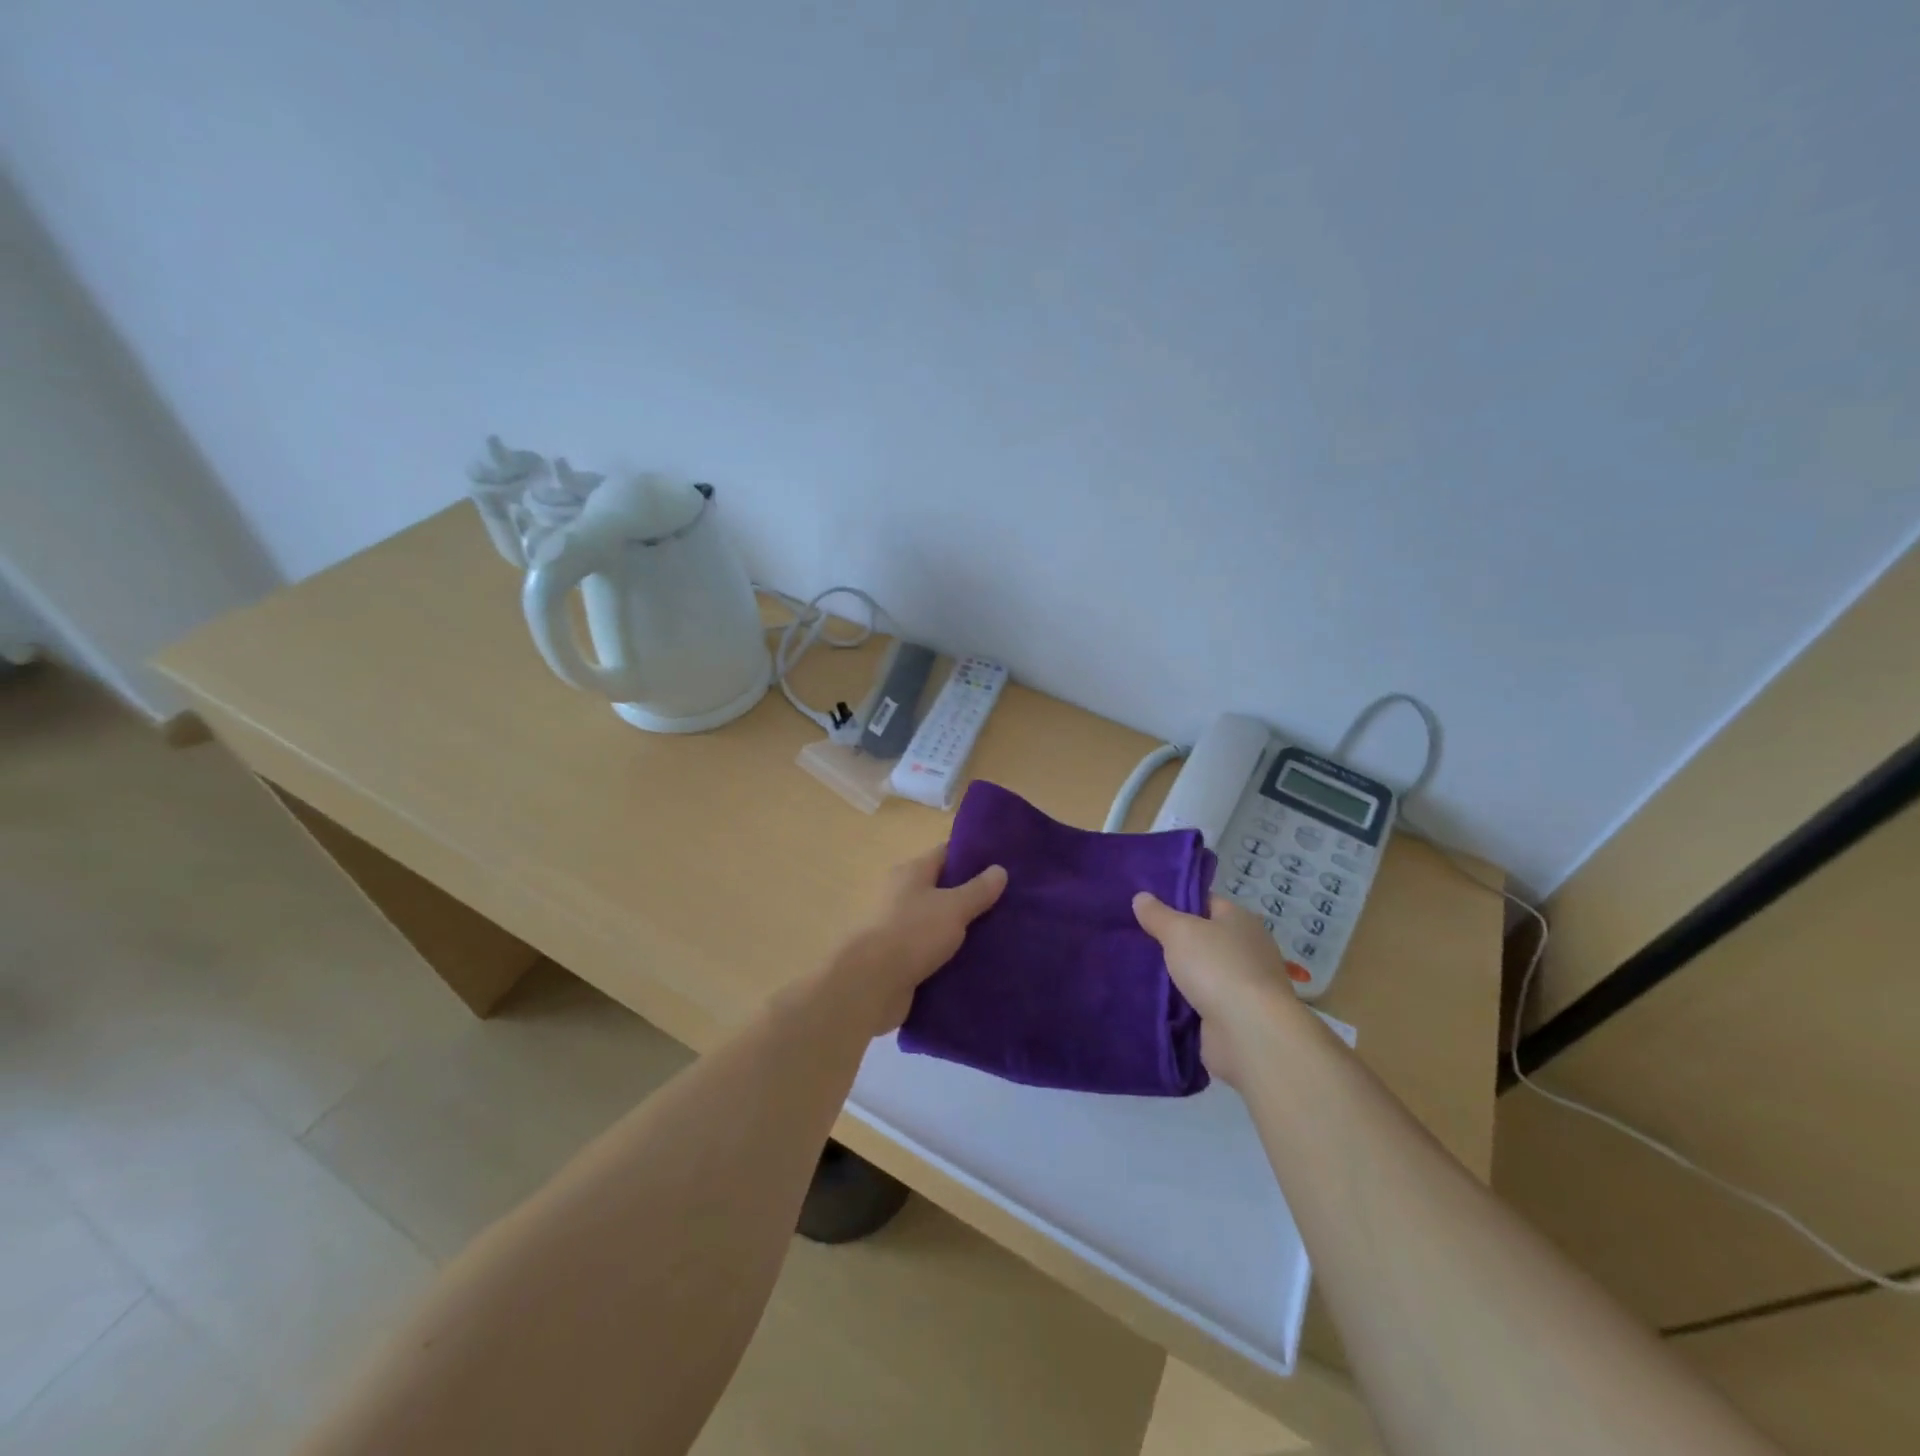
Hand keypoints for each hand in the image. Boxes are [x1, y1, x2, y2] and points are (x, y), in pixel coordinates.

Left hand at [827, 845, 1007, 1036]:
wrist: (870, 985)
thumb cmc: (912, 933)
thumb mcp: (953, 907)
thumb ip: (977, 890)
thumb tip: (999, 869)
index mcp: (911, 872)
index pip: (946, 854)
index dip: (973, 857)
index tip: (1002, 864)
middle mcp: (902, 894)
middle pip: (943, 889)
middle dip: (972, 896)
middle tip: (1008, 903)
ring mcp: (899, 927)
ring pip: (938, 922)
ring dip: (962, 929)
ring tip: (999, 934)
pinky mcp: (900, 958)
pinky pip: (931, 950)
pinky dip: (950, 954)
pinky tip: (977, 961)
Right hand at [1132, 891, 1307, 1086]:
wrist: (1249, 1033)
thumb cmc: (1217, 967)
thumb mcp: (1180, 931)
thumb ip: (1158, 914)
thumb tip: (1141, 897)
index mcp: (1241, 921)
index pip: (1207, 902)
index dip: (1178, 902)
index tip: (1147, 909)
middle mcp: (1247, 950)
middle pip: (1203, 939)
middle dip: (1173, 941)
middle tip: (1135, 939)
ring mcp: (1243, 986)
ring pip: (1200, 972)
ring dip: (1176, 975)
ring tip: (1135, 969)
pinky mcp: (1235, 1017)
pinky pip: (1200, 1002)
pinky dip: (1182, 1003)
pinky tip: (1153, 999)